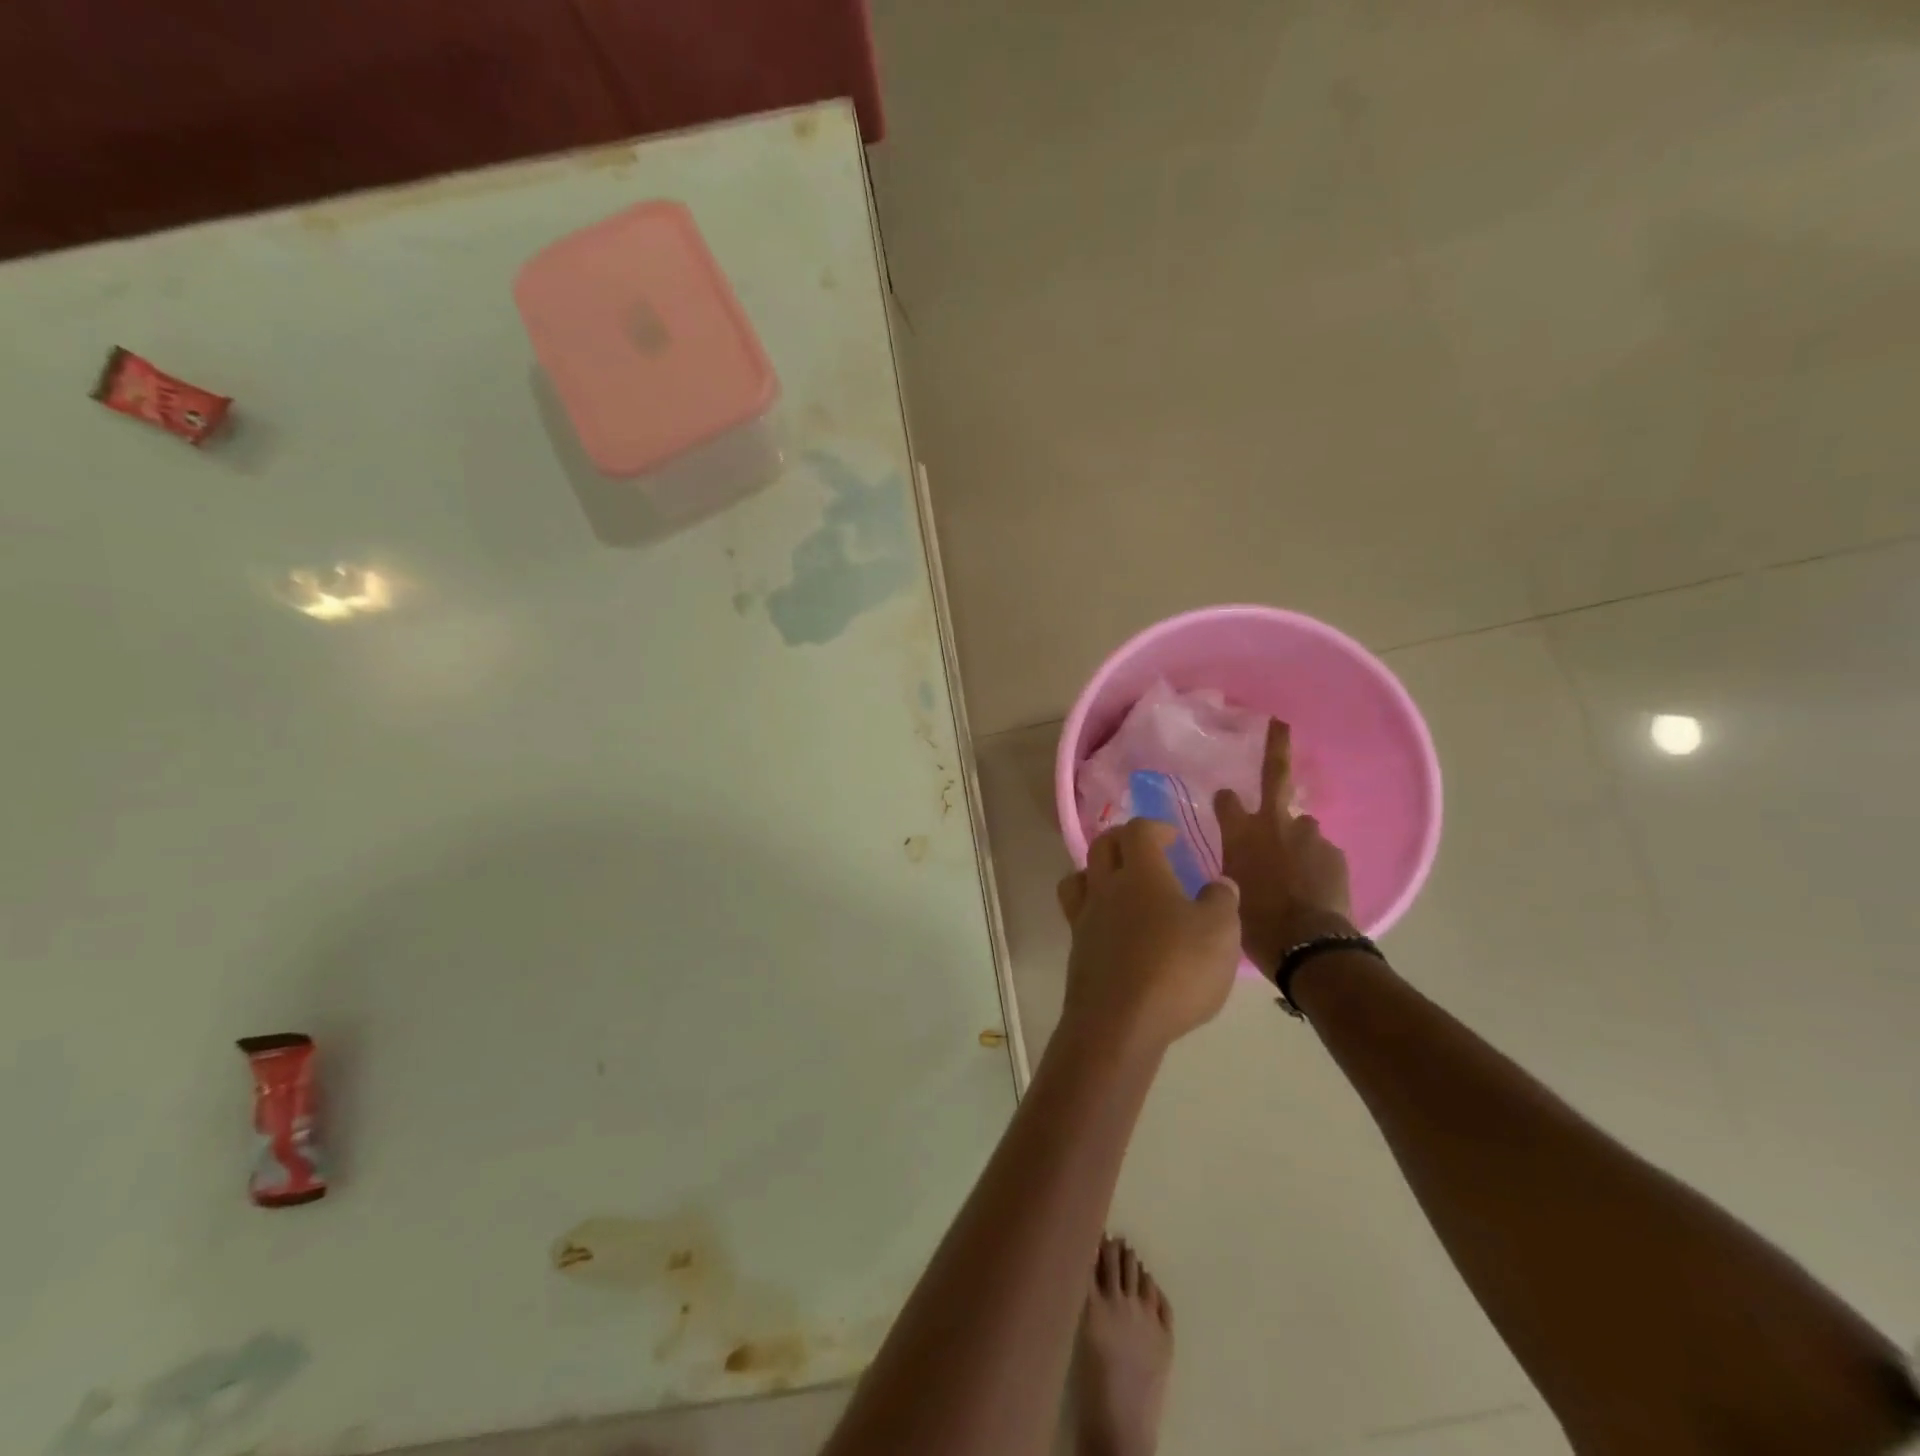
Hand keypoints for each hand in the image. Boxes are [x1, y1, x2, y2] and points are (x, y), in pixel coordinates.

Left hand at [1055, 818, 1240, 1055]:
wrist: (1119, 1023)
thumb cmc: (1175, 969)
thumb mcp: (1220, 933)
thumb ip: (1221, 901)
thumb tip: (1218, 884)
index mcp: (1140, 874)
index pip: (1137, 831)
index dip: (1154, 827)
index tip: (1172, 838)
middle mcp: (1105, 888)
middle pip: (1101, 846)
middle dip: (1122, 840)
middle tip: (1145, 851)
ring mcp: (1085, 918)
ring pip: (1080, 877)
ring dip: (1097, 872)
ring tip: (1120, 886)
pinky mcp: (1076, 950)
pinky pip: (1078, 914)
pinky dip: (1094, 910)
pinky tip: (1115, 930)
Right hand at [1215, 719, 1354, 978]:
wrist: (1306, 943)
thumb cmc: (1254, 921)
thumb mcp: (1228, 890)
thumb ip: (1234, 864)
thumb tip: (1240, 860)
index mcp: (1241, 832)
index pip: (1228, 800)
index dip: (1226, 800)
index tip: (1226, 798)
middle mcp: (1274, 823)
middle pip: (1276, 776)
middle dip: (1277, 746)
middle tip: (1280, 725)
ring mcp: (1309, 835)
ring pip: (1302, 827)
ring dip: (1297, 840)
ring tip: (1297, 872)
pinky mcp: (1334, 852)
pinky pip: (1320, 852)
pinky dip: (1315, 864)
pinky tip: (1313, 888)